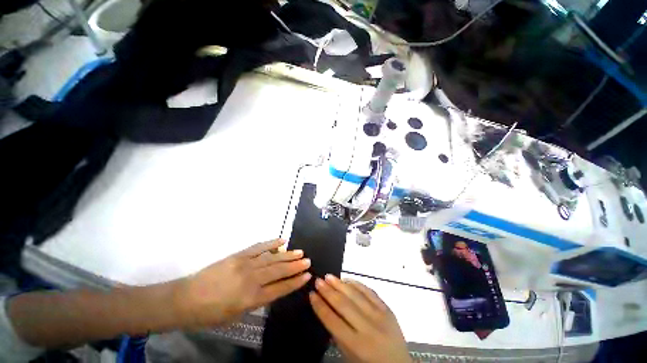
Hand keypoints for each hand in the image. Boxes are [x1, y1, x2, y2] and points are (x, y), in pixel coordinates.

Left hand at [176, 239, 310, 327]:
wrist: (185, 299)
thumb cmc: (210, 313)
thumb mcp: (236, 315)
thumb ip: (257, 301)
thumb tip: (273, 288)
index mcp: (251, 299)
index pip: (280, 289)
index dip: (295, 282)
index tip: (307, 276)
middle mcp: (251, 280)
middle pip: (279, 271)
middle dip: (295, 266)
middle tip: (308, 260)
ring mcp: (245, 264)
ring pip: (272, 258)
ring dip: (287, 255)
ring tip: (300, 251)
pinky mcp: (238, 255)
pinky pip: (258, 247)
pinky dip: (271, 243)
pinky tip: (281, 241)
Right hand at [309, 275, 410, 362]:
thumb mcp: (349, 355)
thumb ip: (337, 333)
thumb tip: (326, 308)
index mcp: (357, 345)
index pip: (333, 321)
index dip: (320, 306)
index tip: (311, 294)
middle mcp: (368, 328)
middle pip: (343, 305)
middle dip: (328, 291)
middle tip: (317, 280)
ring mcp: (380, 316)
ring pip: (356, 295)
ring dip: (340, 284)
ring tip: (328, 276)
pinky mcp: (387, 309)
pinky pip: (370, 292)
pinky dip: (357, 284)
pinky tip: (347, 279)